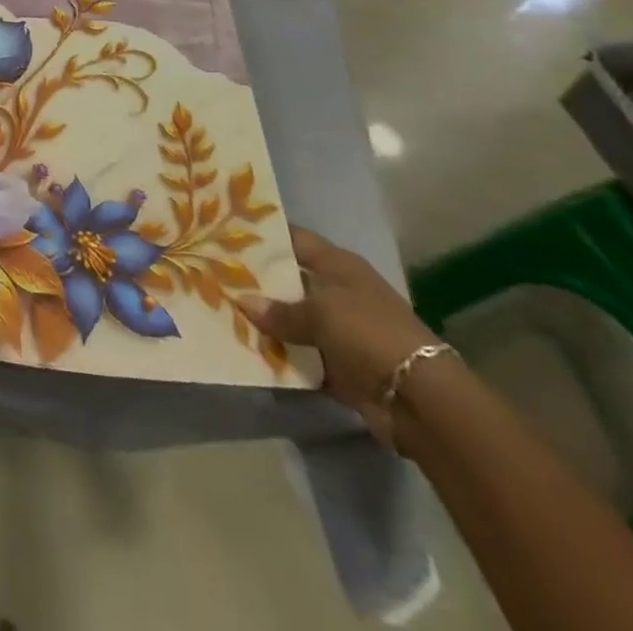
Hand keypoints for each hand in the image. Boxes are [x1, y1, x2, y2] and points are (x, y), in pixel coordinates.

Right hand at [239, 226, 441, 446]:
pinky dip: (280, 355)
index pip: (294, 238)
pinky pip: (300, 354)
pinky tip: (247, 349)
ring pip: (292, 319)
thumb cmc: (368, 333)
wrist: (419, 399)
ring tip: (222, 312)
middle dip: (256, 282)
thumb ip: (280, 310)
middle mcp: (338, 292)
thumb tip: (243, 303)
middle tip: (213, 274)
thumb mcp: (320, 312)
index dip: (263, 235)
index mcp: (338, 265)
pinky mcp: (339, 365)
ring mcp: (340, 330)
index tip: (225, 233)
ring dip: (266, 322)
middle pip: (289, 280)